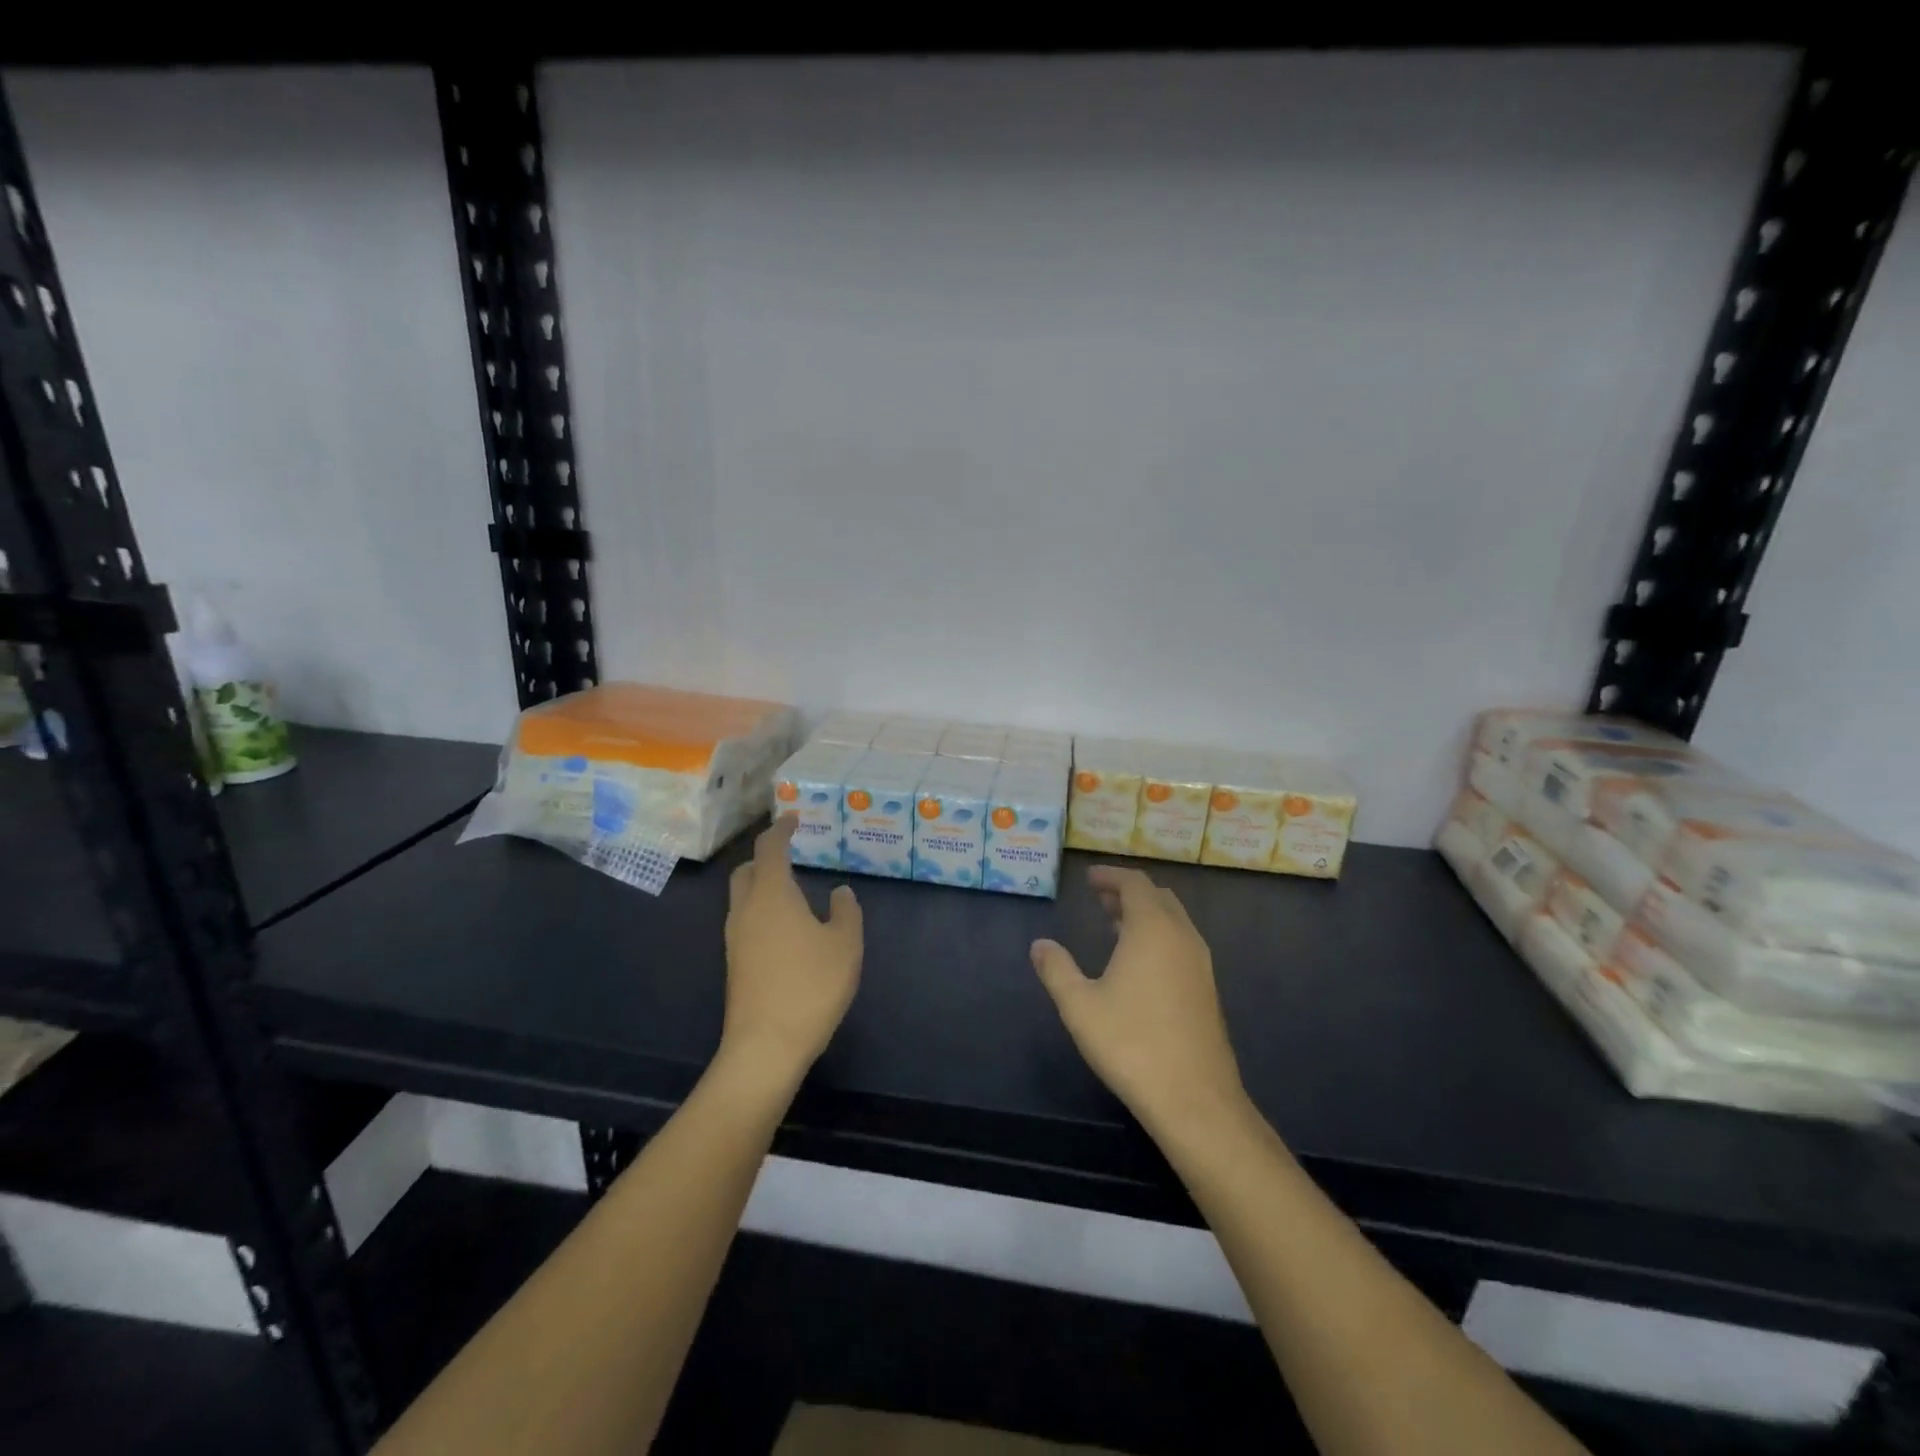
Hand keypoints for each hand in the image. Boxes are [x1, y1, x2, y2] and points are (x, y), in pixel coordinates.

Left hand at [721, 816, 862, 1082]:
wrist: (766, 1045)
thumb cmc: (811, 985)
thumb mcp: (845, 945)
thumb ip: (846, 911)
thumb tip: (840, 892)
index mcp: (772, 894)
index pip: (770, 848)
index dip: (781, 829)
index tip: (794, 818)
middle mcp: (746, 909)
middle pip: (747, 869)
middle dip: (765, 856)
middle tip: (791, 854)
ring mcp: (735, 937)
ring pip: (742, 896)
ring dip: (761, 884)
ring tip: (792, 889)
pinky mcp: (734, 962)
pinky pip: (745, 919)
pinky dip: (761, 909)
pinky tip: (785, 926)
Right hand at [1031, 865, 1247, 1135]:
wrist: (1195, 1098)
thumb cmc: (1131, 1043)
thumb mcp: (1080, 1006)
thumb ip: (1057, 969)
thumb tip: (1039, 945)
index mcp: (1152, 929)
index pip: (1135, 883)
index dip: (1111, 876)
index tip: (1089, 878)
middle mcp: (1182, 937)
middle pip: (1158, 897)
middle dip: (1129, 892)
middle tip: (1100, 899)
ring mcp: (1201, 964)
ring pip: (1174, 921)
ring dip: (1146, 915)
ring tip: (1115, 926)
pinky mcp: (1208, 990)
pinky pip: (1182, 943)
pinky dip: (1160, 936)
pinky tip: (1140, 964)